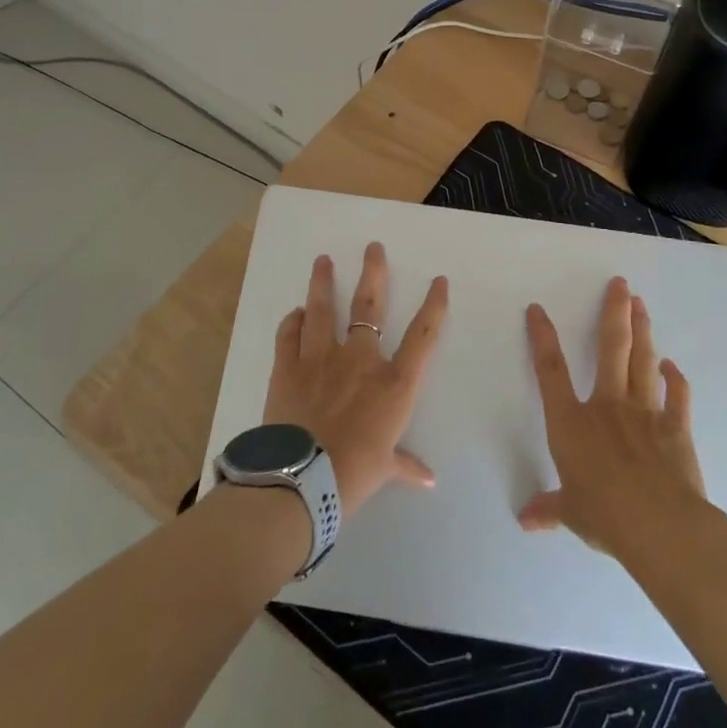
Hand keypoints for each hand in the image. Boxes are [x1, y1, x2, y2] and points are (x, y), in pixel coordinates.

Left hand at [263, 243, 447, 517]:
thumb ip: (405, 465)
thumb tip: (428, 480)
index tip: (439, 281)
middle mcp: (360, 360)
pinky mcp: (288, 366)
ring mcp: (320, 358)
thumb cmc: (353, 474)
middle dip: (373, 273)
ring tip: (322, 260)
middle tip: (372, 247)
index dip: (434, 305)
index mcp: (393, 384)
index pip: (423, 335)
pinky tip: (295, 312)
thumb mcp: (384, 470)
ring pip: (322, 309)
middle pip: (369, 306)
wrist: (301, 479)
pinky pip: (289, 334)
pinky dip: (292, 321)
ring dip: (322, 282)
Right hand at [519, 277, 708, 559]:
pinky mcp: (675, 427)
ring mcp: (644, 412)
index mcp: (572, 422)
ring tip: (641, 303)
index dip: (542, 337)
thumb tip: (525, 520)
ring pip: (641, 361)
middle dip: (613, 312)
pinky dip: (675, 378)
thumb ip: (549, 508)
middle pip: (610, 348)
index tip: (537, 309)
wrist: (660, 525)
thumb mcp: (570, 513)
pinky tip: (672, 365)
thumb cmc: (604, 515)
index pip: (551, 371)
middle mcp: (606, 406)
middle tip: (620, 284)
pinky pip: (676, 395)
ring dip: (642, 330)